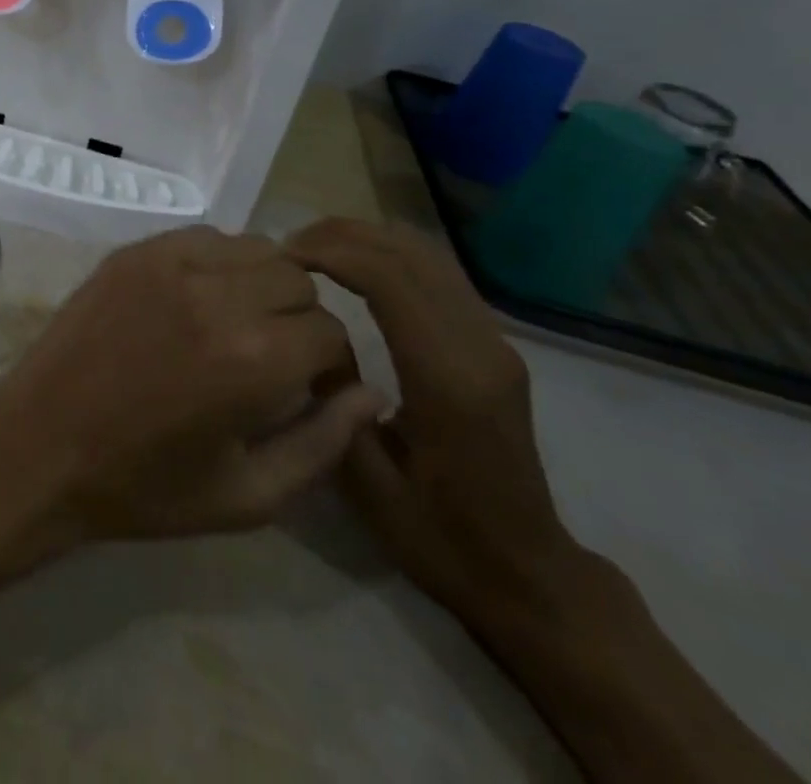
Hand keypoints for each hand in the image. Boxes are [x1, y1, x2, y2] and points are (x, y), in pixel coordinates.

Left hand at [0, 225, 382, 543]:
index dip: (329, 364)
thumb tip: (370, 392)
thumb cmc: (145, 485)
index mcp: (254, 359)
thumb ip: (323, 442)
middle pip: (299, 279)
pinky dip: (218, 262)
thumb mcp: (248, 495)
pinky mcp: (134, 251)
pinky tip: (197, 299)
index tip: (307, 387)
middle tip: (272, 356)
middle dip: (300, 318)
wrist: (41, 443)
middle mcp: (218, 295)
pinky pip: (204, 236)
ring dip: (262, 283)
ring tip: (236, 323)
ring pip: (255, 247)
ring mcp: (169, 263)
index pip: (331, 331)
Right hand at [283, 219, 586, 621]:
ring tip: (313, 248)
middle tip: (288, 245)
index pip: (389, 281)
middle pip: (409, 255)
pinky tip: (354, 266)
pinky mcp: (493, 344)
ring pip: (427, 255)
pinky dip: (389, 255)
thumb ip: (334, 400)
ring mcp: (494, 341)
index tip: (283, 257)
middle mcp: (479, 347)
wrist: (527, 574)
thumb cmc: (439, 536)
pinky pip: (438, 274)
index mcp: (448, 380)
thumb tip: (309, 335)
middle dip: (343, 235)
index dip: (332, 254)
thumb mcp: (367, 483)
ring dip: (367, 239)